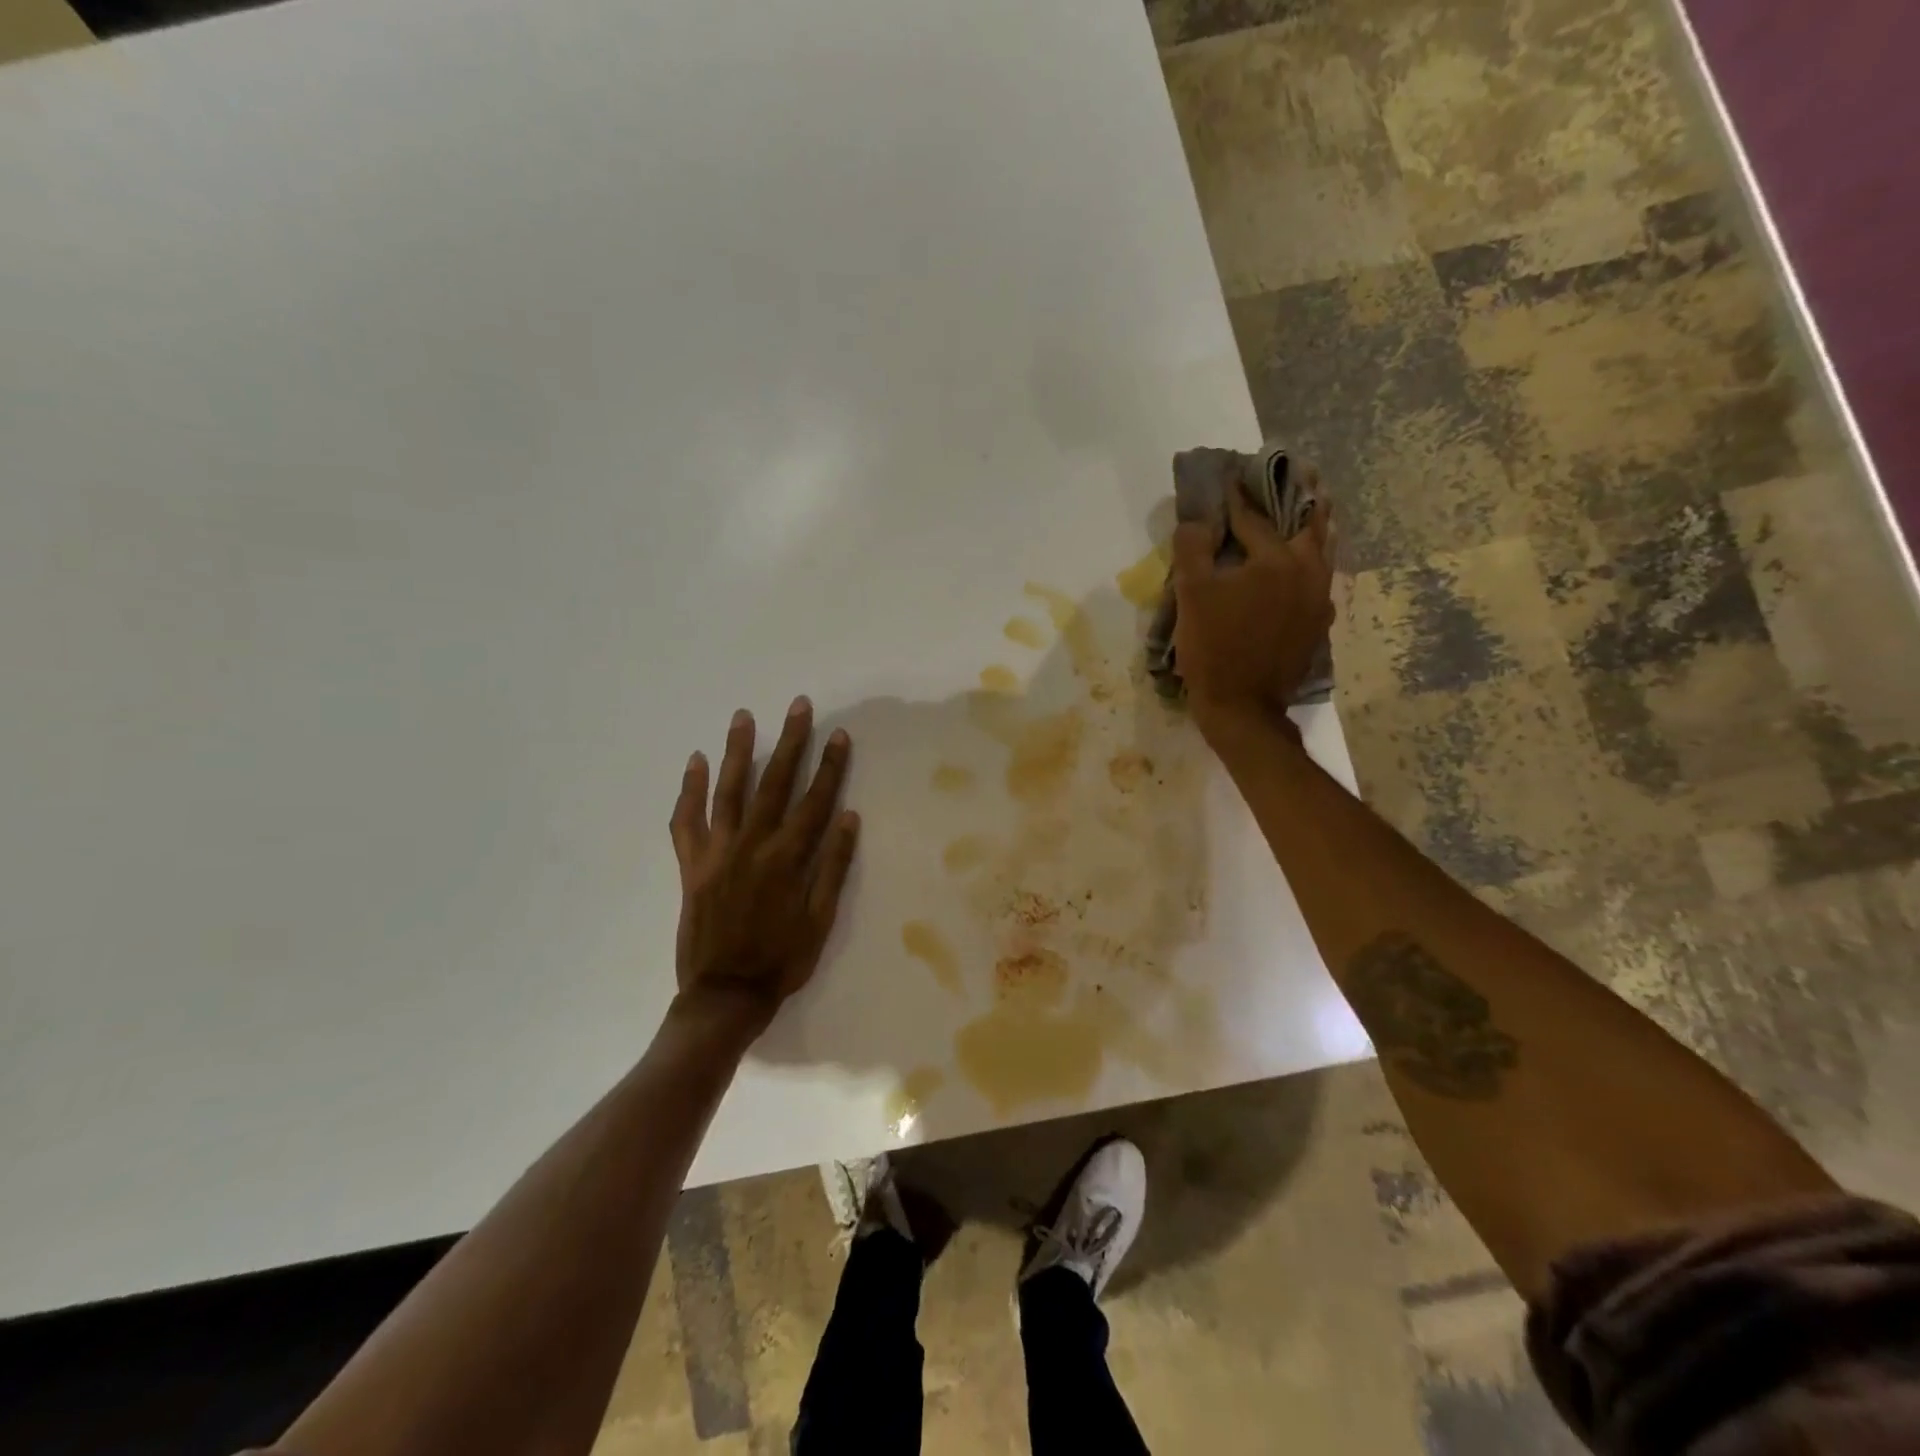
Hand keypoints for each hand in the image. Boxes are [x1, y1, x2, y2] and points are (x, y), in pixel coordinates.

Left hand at [668, 698, 859, 1031]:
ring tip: (743, 716)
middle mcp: (752, 846)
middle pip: (774, 784)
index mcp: (787, 859)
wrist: (725, 994)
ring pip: (728, 791)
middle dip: (790, 742)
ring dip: (737, 751)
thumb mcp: (820, 920)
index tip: (838, 735)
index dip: (830, 766)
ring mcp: (717, 852)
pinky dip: (688, 791)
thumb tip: (847, 817)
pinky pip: (685, 821)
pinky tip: (694, 761)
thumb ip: (832, 867)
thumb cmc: (782, 960)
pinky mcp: (691, 865)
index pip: (815, 801)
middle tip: (798, 706)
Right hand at [1171, 483, 1334, 735]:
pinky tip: (1304, 564)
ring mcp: (1319, 601)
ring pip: (1323, 552)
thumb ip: (1192, 550)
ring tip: (1312, 508)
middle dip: (1302, 498)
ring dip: (1315, 527)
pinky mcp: (1318, 624)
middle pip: (1309, 525)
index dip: (1238, 500)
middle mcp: (1308, 573)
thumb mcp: (1192, 595)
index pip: (1255, 520)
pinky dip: (1313, 561)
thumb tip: (1195, 520)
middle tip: (1302, 473)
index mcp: (1277, 561)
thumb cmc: (1213, 647)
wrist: (1243, 706)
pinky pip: (1321, 580)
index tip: (1230, 480)